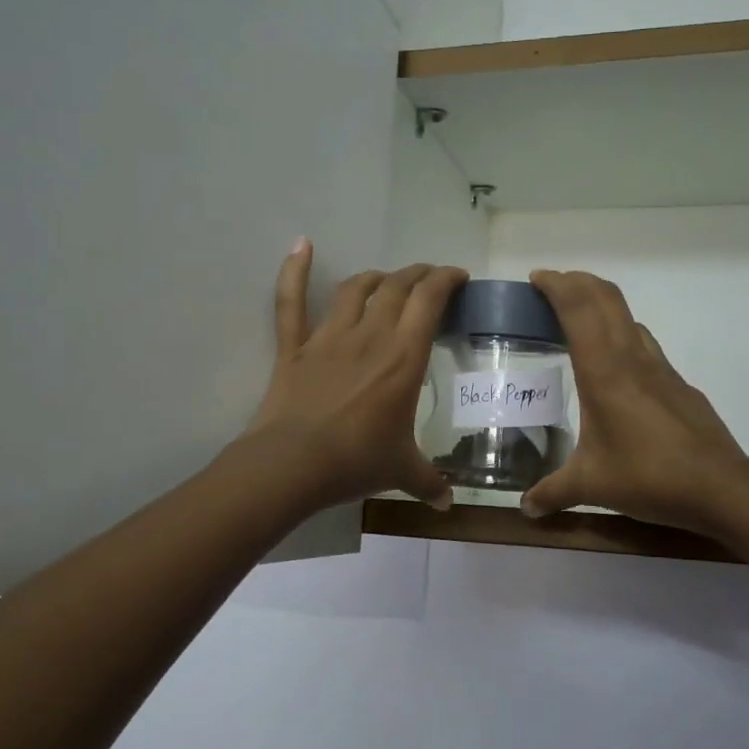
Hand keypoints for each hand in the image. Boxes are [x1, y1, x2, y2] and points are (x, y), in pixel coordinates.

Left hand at [244, 239, 467, 510]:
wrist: (293, 465)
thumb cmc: (356, 462)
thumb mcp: (402, 471)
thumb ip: (428, 482)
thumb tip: (447, 505)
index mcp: (404, 357)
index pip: (429, 300)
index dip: (446, 280)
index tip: (458, 277)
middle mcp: (370, 335)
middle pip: (397, 286)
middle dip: (418, 275)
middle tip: (429, 279)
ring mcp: (328, 337)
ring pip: (355, 288)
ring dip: (376, 277)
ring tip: (387, 279)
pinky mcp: (294, 347)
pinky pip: (291, 301)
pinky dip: (294, 270)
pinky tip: (302, 243)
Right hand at [521, 269, 748, 536]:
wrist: (721, 487)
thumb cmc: (648, 477)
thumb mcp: (591, 486)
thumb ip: (553, 492)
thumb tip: (525, 508)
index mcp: (604, 371)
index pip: (577, 308)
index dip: (556, 285)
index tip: (536, 279)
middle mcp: (632, 358)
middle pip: (605, 297)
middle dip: (577, 282)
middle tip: (552, 288)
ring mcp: (660, 368)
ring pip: (628, 317)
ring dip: (602, 305)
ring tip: (578, 321)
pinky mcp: (678, 384)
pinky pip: (644, 343)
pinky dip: (622, 335)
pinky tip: (616, 368)